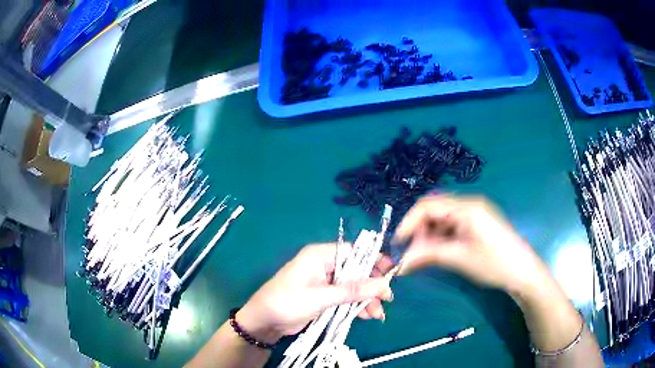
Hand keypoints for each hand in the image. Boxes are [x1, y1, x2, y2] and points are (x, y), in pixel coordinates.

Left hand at [236, 243, 392, 343]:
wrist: (265, 322)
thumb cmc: (287, 302)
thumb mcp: (321, 297)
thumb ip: (353, 291)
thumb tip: (383, 285)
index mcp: (320, 255)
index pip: (354, 252)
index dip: (374, 261)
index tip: (392, 273)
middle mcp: (324, 265)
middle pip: (356, 271)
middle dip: (371, 286)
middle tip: (386, 299)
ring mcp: (325, 282)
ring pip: (353, 287)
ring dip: (366, 299)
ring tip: (377, 315)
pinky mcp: (324, 297)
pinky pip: (346, 298)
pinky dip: (356, 306)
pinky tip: (366, 316)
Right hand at [393, 195, 551, 297]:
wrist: (523, 272)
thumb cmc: (494, 263)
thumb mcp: (460, 258)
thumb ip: (429, 255)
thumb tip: (401, 262)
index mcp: (466, 207)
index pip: (428, 206)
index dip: (409, 222)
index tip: (397, 243)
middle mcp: (469, 205)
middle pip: (434, 211)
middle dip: (419, 231)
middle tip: (410, 254)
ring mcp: (473, 214)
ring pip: (441, 220)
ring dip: (428, 237)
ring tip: (422, 257)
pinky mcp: (476, 224)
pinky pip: (451, 227)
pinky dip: (440, 239)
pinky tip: (437, 253)